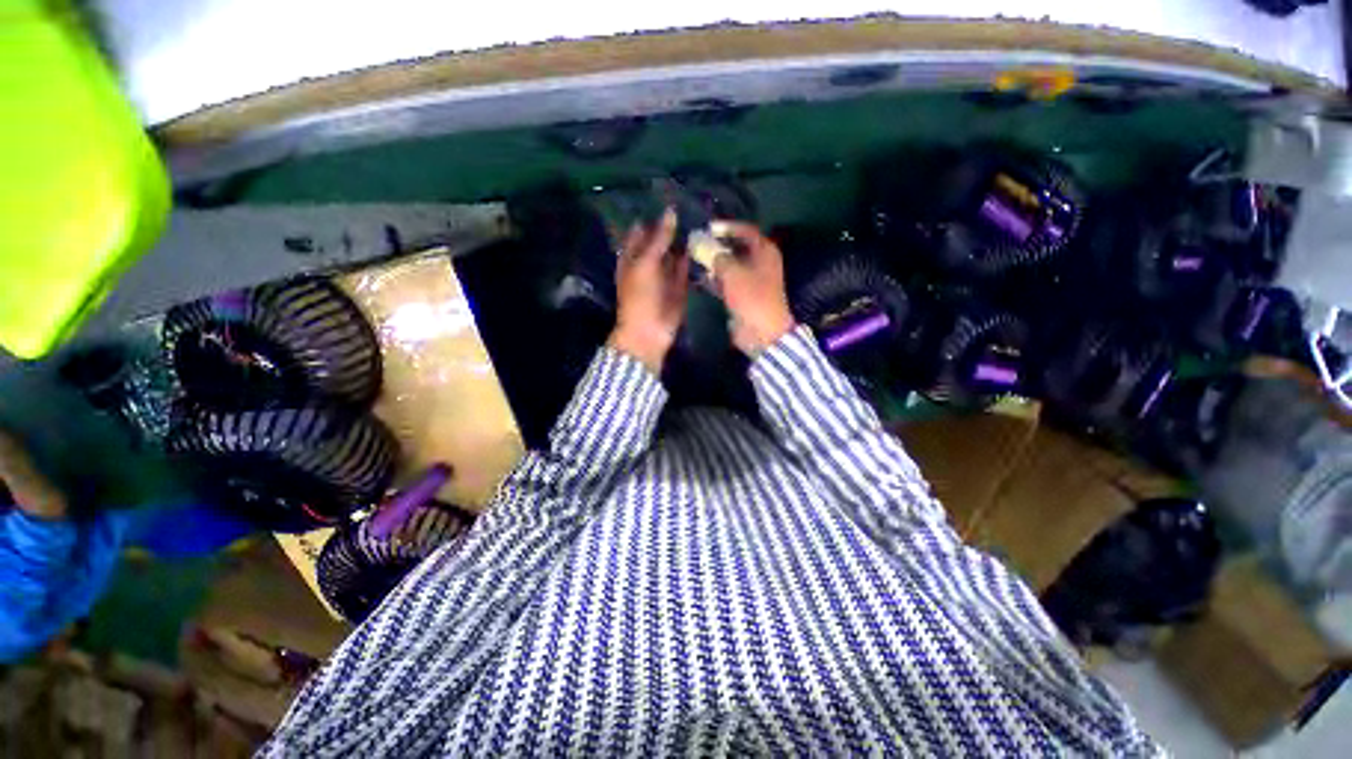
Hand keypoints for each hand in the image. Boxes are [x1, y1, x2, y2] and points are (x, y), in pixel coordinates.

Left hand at [608, 209, 688, 374]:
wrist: (648, 332)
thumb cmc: (640, 296)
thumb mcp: (646, 263)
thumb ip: (659, 238)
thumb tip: (671, 211)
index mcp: (633, 256)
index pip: (642, 230)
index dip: (654, 216)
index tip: (672, 197)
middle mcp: (649, 263)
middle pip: (661, 241)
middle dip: (674, 228)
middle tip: (694, 205)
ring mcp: (665, 275)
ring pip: (675, 254)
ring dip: (686, 242)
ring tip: (704, 221)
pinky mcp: (679, 287)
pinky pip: (686, 269)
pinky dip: (693, 259)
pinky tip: (705, 245)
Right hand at [709, 221, 795, 354]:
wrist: (761, 331)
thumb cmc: (752, 296)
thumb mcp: (733, 272)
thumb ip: (717, 256)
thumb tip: (703, 244)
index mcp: (765, 252)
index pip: (746, 231)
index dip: (727, 227)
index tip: (708, 228)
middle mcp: (759, 263)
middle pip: (737, 248)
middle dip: (717, 246)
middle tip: (698, 243)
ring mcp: (751, 280)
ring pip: (730, 266)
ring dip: (714, 263)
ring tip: (695, 259)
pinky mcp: (742, 295)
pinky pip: (727, 282)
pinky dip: (716, 280)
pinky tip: (700, 278)